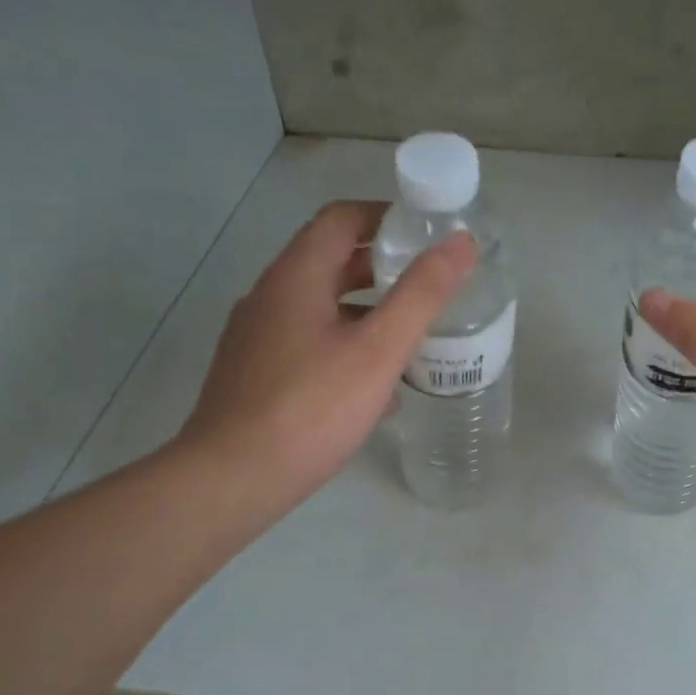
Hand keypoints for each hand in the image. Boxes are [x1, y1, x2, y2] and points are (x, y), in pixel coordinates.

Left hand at [173, 200, 473, 509]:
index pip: (342, 218)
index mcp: (296, 276)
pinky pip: (309, 345)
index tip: (428, 236)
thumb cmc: (312, 407)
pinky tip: (375, 391)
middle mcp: (270, 296)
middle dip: (384, 269)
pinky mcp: (256, 374)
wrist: (234, 477)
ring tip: (412, 340)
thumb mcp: (378, 350)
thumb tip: (461, 242)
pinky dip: (346, 349)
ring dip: (367, 314)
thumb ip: (422, 294)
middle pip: (332, 262)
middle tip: (430, 288)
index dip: (387, 217)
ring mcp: (258, 337)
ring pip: (322, 308)